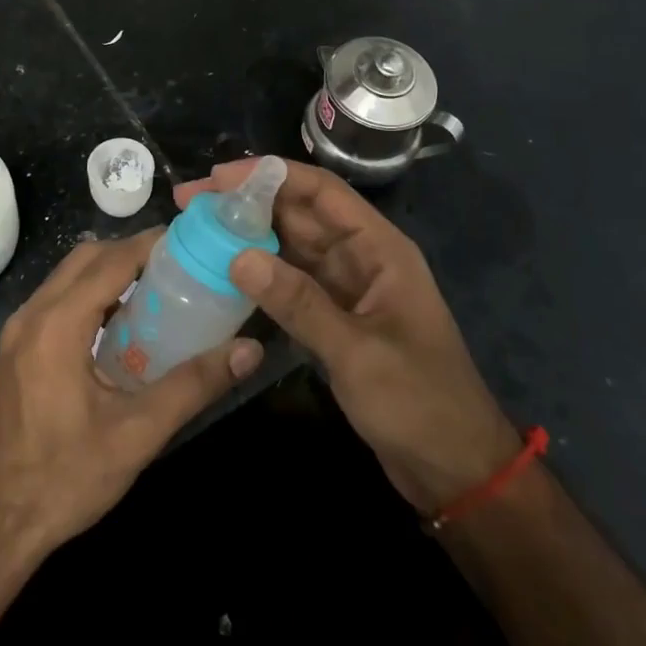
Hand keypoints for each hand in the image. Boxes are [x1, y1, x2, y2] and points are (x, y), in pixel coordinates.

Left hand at [0, 229, 262, 554]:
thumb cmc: (62, 479)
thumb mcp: (136, 434)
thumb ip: (193, 386)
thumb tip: (249, 351)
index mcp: (58, 324)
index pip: (111, 260)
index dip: (151, 244)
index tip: (191, 241)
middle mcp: (32, 315)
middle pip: (86, 258)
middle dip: (131, 253)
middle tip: (178, 267)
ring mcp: (17, 333)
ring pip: (67, 278)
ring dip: (109, 273)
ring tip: (157, 292)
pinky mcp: (14, 352)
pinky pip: (56, 302)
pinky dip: (89, 296)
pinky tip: (120, 328)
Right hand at [175, 161, 520, 514]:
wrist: (455, 468)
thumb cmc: (419, 402)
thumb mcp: (357, 352)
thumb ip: (299, 303)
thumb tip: (238, 257)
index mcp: (379, 248)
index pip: (321, 191)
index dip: (269, 176)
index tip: (217, 178)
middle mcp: (361, 257)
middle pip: (299, 213)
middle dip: (247, 203)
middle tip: (190, 202)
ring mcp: (346, 287)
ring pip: (291, 246)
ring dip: (248, 236)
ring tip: (196, 230)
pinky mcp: (334, 317)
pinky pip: (291, 282)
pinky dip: (259, 275)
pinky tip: (223, 273)